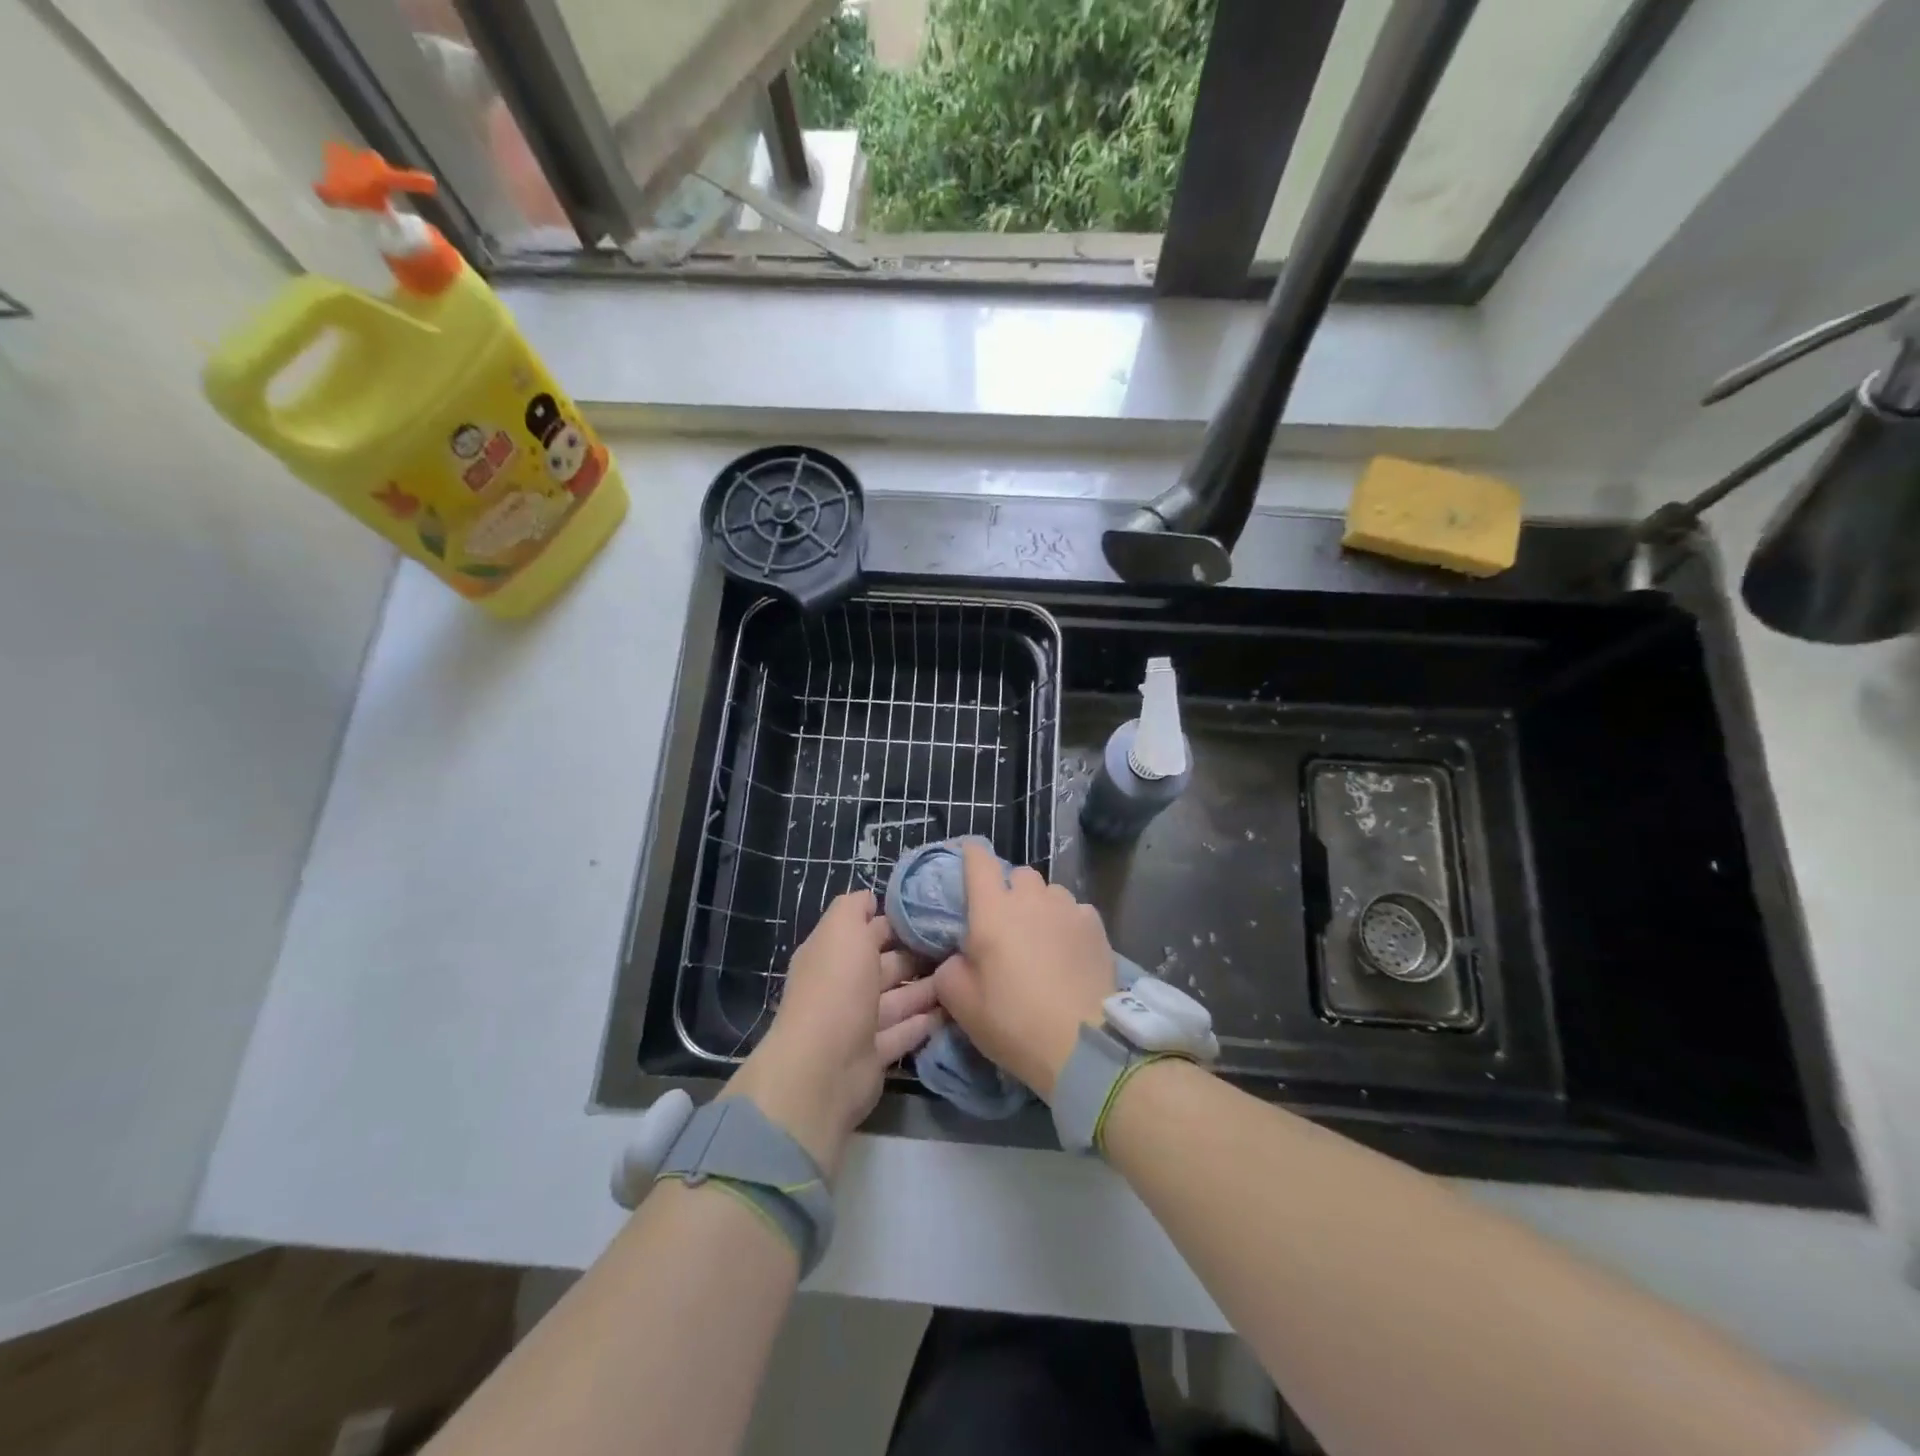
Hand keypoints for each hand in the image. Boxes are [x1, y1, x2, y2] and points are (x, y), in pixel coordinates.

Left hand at [725, 891, 938, 1178]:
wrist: (824, 1067)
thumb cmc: (836, 988)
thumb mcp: (842, 930)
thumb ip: (855, 907)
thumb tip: (871, 899)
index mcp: (832, 953)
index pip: (868, 930)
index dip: (897, 920)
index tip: (935, 911)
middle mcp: (844, 985)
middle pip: (886, 964)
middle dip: (918, 954)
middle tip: (961, 943)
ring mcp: (859, 1023)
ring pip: (900, 998)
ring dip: (929, 987)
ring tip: (967, 973)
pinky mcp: (876, 1055)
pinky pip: (906, 1031)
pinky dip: (928, 1020)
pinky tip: (958, 1007)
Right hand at [932, 842, 1117, 1100]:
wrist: (1082, 1044)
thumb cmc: (1013, 1021)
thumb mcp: (961, 1003)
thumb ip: (950, 969)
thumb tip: (959, 957)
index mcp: (992, 909)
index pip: (978, 860)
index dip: (971, 855)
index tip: (967, 861)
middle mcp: (1031, 898)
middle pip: (1019, 875)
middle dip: (1010, 890)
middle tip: (1006, 922)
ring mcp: (1068, 908)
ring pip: (1050, 892)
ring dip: (1041, 906)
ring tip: (1041, 936)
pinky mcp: (1096, 925)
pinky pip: (1075, 911)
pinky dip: (1068, 923)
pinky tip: (1069, 950)